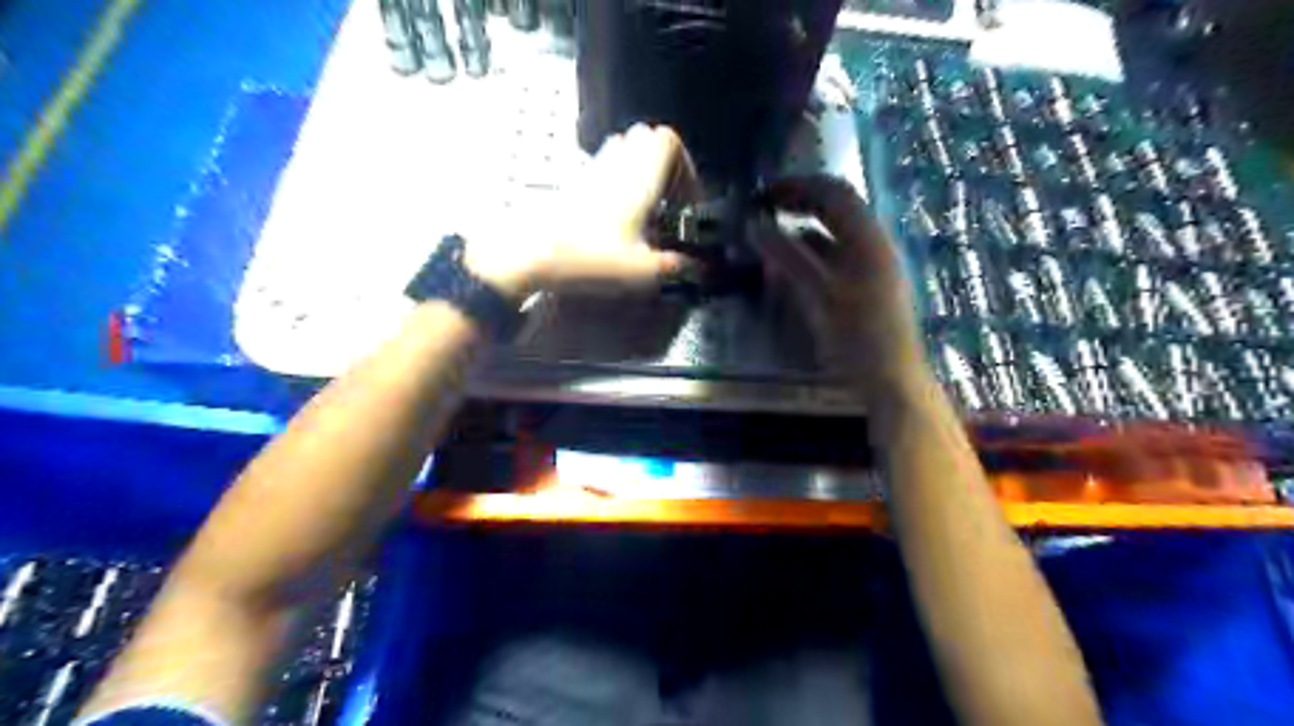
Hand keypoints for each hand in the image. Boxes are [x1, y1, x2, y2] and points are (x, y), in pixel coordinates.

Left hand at [468, 126, 698, 297]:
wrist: (530, 253)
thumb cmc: (589, 257)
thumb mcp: (640, 269)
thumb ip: (673, 266)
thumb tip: (695, 266)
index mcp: (639, 177)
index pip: (669, 140)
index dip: (687, 165)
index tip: (688, 199)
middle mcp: (618, 164)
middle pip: (648, 139)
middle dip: (666, 166)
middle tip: (671, 200)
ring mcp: (593, 169)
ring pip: (625, 150)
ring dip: (642, 171)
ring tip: (647, 209)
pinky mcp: (576, 183)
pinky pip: (606, 167)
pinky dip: (620, 181)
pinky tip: (620, 217)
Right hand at [762, 173, 930, 397]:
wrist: (892, 382)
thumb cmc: (857, 338)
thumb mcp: (819, 295)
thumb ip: (787, 257)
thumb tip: (753, 224)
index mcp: (868, 239)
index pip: (833, 192)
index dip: (797, 186)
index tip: (762, 193)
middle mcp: (873, 245)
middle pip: (836, 209)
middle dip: (799, 204)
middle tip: (762, 209)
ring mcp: (872, 266)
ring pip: (834, 234)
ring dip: (802, 229)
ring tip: (769, 237)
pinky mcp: (866, 287)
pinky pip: (835, 257)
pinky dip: (810, 254)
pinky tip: (788, 267)